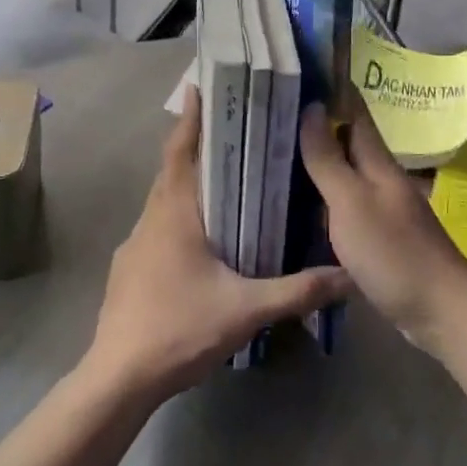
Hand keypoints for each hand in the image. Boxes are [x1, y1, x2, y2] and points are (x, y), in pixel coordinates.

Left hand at [86, 86, 352, 402]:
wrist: (119, 377)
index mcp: (174, 213)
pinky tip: (199, 240)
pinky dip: (177, 218)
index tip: (199, 89)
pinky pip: (157, 229)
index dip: (190, 119)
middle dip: (194, 147)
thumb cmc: (179, 328)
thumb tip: (347, 276)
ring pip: (163, 202)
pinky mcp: (128, 270)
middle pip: (171, 171)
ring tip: (220, 180)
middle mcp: (151, 219)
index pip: (181, 152)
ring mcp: (134, 245)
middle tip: (227, 130)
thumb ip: (297, 291)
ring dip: (186, 184)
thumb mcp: (245, 309)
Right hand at [298, 94, 466, 351]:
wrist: (440, 311)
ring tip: (277, 149)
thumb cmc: (394, 252)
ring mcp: (381, 207)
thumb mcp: (352, 203)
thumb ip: (328, 158)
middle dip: (316, 123)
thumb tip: (310, 106)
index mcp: (377, 162)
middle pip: (347, 141)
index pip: (354, 111)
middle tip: (273, 111)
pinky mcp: (378, 235)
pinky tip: (299, 201)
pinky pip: (344, 203)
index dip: (332, 88)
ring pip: (344, 172)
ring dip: (317, 158)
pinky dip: (322, 194)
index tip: (302, 68)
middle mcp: (380, 177)